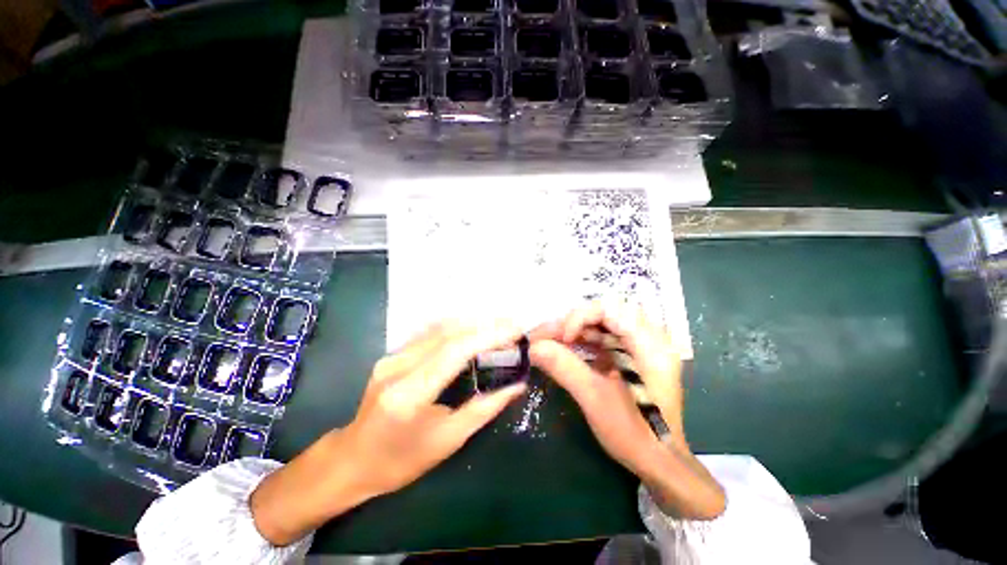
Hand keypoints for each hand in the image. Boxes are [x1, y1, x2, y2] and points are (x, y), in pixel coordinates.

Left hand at [250, 321, 526, 545]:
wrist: (352, 460)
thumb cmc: (401, 461)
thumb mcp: (448, 441)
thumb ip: (485, 409)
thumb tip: (517, 385)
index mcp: (409, 394)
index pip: (454, 351)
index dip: (487, 336)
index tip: (515, 330)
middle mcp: (397, 367)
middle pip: (448, 333)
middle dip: (484, 325)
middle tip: (512, 325)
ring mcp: (391, 356)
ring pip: (438, 328)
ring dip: (472, 323)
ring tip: (499, 325)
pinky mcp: (392, 354)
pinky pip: (429, 334)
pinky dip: (457, 328)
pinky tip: (474, 330)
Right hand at [529, 301, 724, 519]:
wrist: (660, 462)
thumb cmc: (634, 434)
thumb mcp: (595, 399)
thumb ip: (564, 367)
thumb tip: (533, 347)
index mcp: (650, 345)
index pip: (612, 309)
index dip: (582, 317)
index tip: (564, 339)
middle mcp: (649, 338)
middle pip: (605, 313)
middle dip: (573, 323)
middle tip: (546, 337)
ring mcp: (641, 346)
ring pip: (601, 325)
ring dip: (574, 331)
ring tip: (548, 342)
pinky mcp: (631, 355)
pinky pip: (603, 338)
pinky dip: (582, 342)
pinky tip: (563, 349)